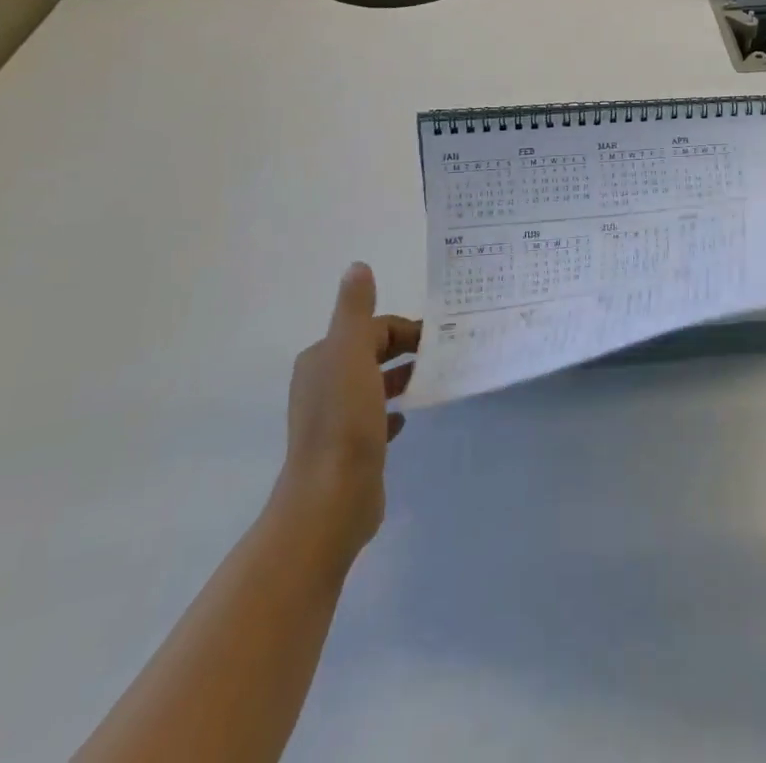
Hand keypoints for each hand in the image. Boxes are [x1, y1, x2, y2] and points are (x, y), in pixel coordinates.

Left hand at [278, 263, 420, 553]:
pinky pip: (374, 418)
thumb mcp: (351, 353)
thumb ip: (356, 310)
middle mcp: (323, 384)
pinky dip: (392, 411)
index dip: (404, 329)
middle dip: (404, 350)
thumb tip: (358, 266)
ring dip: (401, 378)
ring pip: (373, 385)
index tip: (438, 340)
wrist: (330, 500)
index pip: (370, 328)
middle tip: (443, 356)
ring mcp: (334, 419)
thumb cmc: (345, 421)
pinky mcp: (348, 449)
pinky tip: (408, 419)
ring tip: (432, 382)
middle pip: (371, 353)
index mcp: (323, 358)